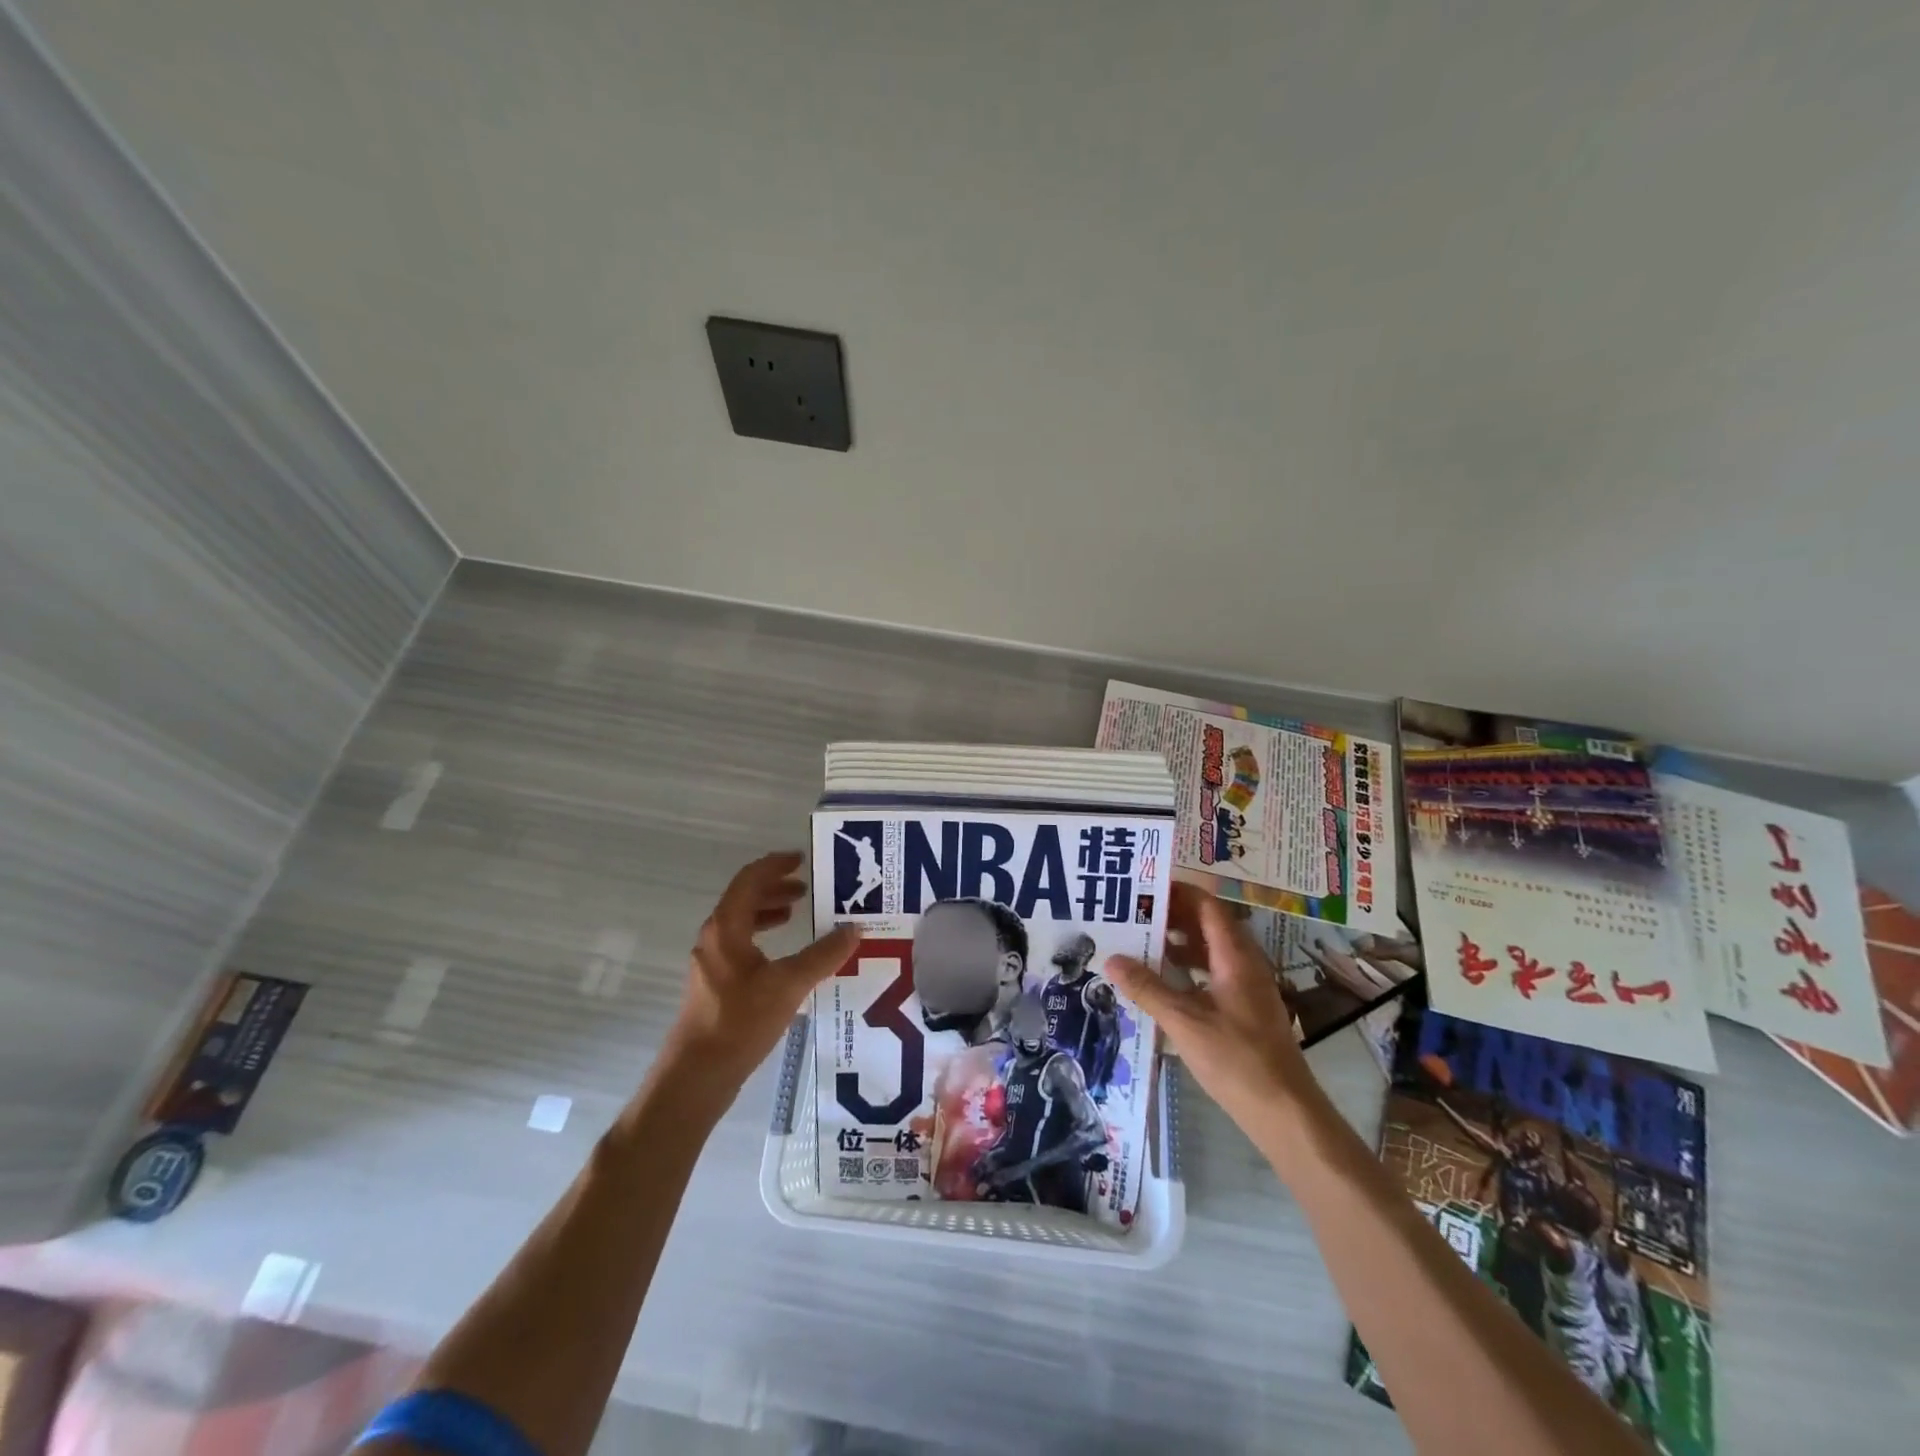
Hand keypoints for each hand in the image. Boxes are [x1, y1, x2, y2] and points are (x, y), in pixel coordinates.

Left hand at [655, 851, 861, 1101]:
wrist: (697, 1075)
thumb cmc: (740, 1022)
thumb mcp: (789, 985)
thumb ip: (823, 955)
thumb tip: (855, 929)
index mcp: (726, 927)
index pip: (750, 880)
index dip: (776, 865)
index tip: (802, 858)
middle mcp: (715, 937)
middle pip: (744, 898)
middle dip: (775, 887)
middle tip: (807, 886)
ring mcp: (712, 961)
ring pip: (741, 921)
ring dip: (769, 910)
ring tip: (798, 912)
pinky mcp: (715, 984)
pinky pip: (741, 943)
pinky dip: (763, 935)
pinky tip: (784, 954)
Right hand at [1104, 882, 1319, 1137]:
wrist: (1284, 1112)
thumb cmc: (1237, 1059)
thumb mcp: (1184, 1022)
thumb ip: (1147, 988)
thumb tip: (1110, 958)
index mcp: (1235, 956)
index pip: (1207, 906)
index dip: (1178, 892)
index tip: (1144, 887)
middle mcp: (1244, 963)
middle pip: (1208, 924)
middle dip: (1172, 915)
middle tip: (1133, 913)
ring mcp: (1246, 987)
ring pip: (1210, 950)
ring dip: (1178, 942)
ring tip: (1139, 941)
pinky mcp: (1244, 1008)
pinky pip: (1212, 972)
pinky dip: (1187, 968)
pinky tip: (1161, 980)